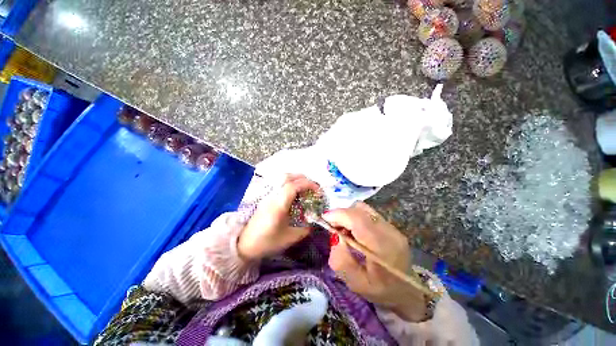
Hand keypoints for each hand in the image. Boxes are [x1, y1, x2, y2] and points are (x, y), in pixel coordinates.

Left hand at [237, 174, 319, 260]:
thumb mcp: (289, 238)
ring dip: (295, 178)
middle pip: (287, 177)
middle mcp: (272, 195)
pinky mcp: (266, 197)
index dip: (308, 184)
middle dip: (303, 179)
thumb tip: (314, 222)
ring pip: (281, 178)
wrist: (244, 245)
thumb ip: (305, 229)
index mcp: (278, 204)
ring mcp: (268, 195)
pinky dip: (289, 182)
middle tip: (313, 187)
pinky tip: (294, 191)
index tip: (318, 190)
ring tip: (305, 187)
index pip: (293, 185)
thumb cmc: (267, 242)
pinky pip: (278, 183)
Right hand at [325, 202, 428, 321]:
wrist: (408, 292)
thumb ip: (341, 260)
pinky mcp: (391, 225)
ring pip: (364, 208)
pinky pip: (368, 213)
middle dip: (342, 214)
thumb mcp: (355, 283)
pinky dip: (356, 217)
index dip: (339, 214)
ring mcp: (392, 227)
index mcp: (382, 247)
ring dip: (349, 215)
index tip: (324, 218)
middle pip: (360, 210)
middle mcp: (389, 232)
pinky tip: (355, 231)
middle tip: (333, 227)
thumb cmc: (380, 291)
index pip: (358, 219)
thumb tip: (335, 236)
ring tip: (344, 230)